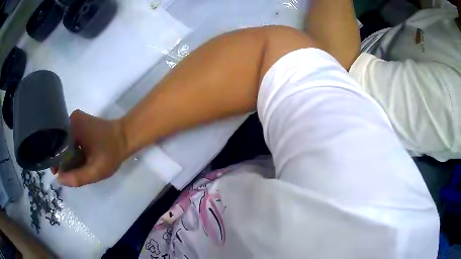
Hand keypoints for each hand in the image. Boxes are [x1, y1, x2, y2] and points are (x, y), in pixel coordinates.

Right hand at [56, 110, 127, 186]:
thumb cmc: (111, 153)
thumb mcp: (95, 170)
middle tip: (67, 174)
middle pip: (60, 143)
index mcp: (71, 125)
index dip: (55, 160)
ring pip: (65, 143)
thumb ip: (77, 177)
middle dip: (62, 159)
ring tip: (72, 169)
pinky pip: (71, 140)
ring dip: (68, 156)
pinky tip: (77, 161)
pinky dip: (72, 151)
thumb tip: (59, 180)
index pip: (56, 145)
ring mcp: (76, 121)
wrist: (126, 138)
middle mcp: (71, 119)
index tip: (57, 173)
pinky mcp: (81, 125)